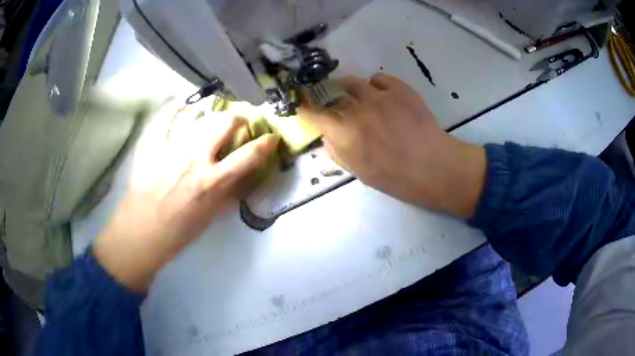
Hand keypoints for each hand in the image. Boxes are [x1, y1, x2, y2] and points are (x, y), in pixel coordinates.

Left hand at [94, 104, 278, 291]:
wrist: (139, 235)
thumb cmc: (176, 234)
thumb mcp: (209, 218)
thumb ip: (227, 194)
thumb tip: (242, 178)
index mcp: (212, 182)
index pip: (249, 155)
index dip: (265, 143)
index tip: (271, 137)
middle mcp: (195, 158)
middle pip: (225, 121)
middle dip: (239, 117)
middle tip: (240, 122)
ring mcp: (171, 147)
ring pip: (199, 115)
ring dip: (212, 114)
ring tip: (212, 119)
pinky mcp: (152, 145)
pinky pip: (166, 118)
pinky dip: (177, 110)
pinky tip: (183, 109)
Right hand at [301, 73, 485, 216]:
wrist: (433, 166)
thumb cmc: (396, 177)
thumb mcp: (360, 173)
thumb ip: (337, 152)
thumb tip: (326, 135)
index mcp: (344, 134)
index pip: (314, 115)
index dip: (306, 111)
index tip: (304, 108)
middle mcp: (357, 110)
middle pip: (334, 97)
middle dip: (334, 103)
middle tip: (344, 111)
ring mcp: (379, 96)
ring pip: (353, 82)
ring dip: (352, 90)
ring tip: (362, 99)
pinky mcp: (399, 88)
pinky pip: (378, 78)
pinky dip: (376, 85)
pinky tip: (384, 97)